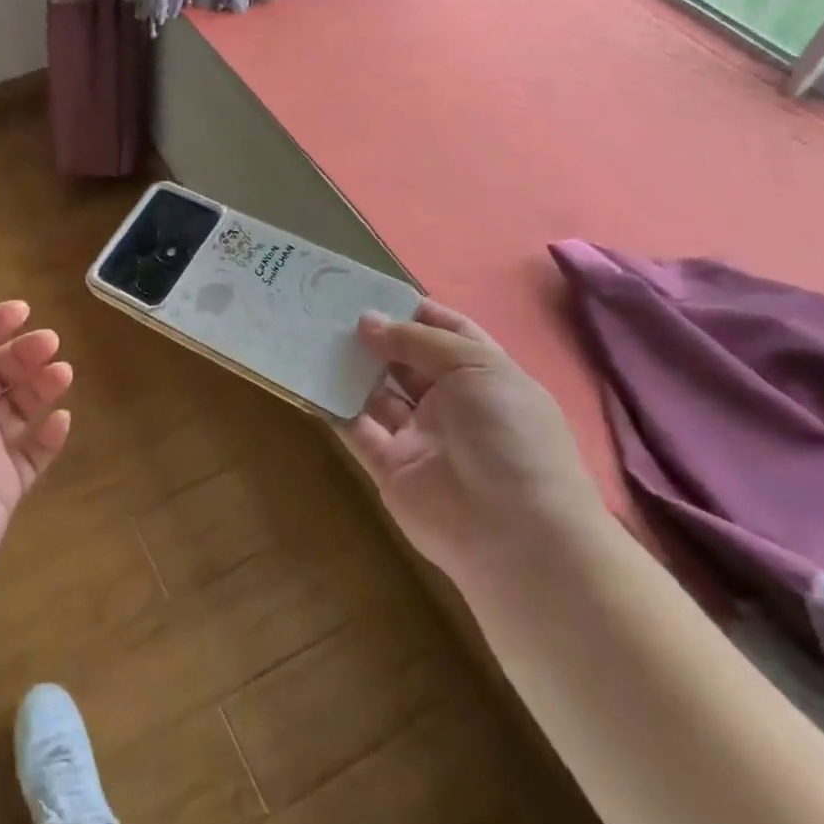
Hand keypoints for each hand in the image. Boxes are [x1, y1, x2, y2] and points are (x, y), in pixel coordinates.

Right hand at [337, 299, 604, 573]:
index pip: (449, 333)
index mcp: (483, 376)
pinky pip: (357, 429)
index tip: (374, 291)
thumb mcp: (475, 367)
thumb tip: (368, 321)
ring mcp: (419, 436)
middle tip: (330, 309)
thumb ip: (418, 341)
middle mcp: (451, 403)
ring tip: (312, 334)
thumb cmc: (506, 434)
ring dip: (351, 367)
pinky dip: (334, 406)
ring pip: (378, 393)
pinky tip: (310, 378)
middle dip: (376, 336)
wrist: (513, 532)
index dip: (416, 312)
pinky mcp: (389, 466)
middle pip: (408, 361)